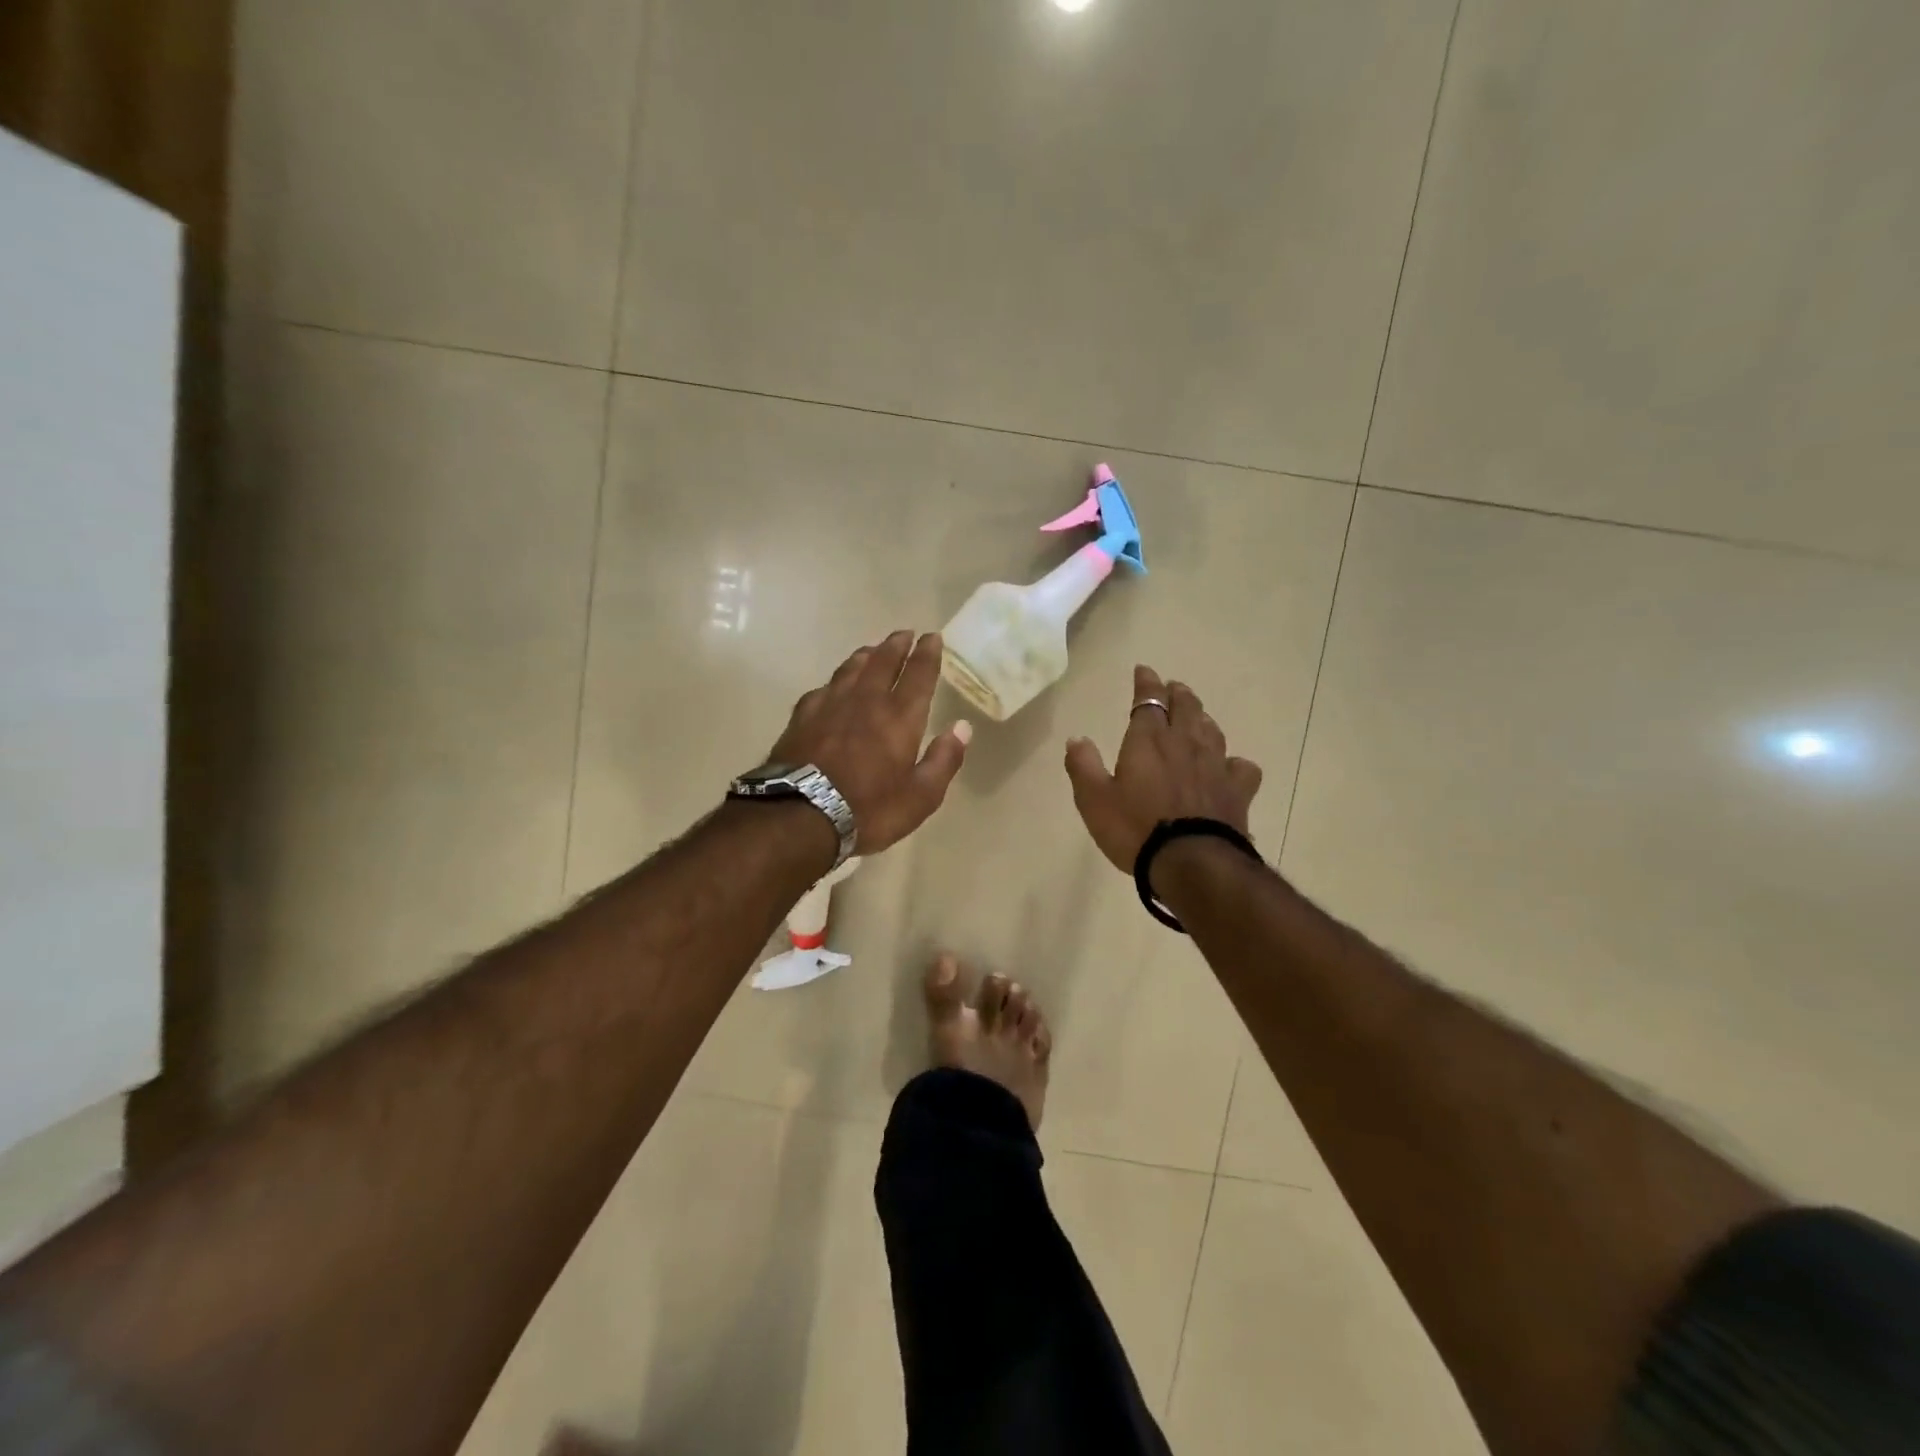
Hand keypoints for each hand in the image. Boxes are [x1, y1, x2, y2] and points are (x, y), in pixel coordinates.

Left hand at [767, 630, 971, 854]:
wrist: (800, 815)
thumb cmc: (869, 810)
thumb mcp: (920, 797)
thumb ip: (943, 760)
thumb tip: (962, 727)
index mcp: (899, 717)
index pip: (918, 675)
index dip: (927, 654)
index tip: (932, 637)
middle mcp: (866, 701)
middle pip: (883, 662)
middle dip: (897, 646)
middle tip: (905, 634)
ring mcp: (830, 705)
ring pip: (851, 669)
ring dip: (866, 655)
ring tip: (873, 650)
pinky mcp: (802, 717)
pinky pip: (824, 688)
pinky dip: (836, 681)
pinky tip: (834, 685)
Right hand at [1064, 665, 1263, 872]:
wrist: (1191, 862)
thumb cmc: (1135, 828)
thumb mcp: (1093, 799)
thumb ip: (1083, 765)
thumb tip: (1076, 738)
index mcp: (1148, 740)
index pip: (1147, 700)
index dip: (1146, 683)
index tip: (1144, 670)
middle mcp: (1184, 743)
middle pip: (1185, 707)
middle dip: (1177, 693)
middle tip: (1173, 688)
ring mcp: (1215, 765)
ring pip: (1212, 730)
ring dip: (1202, 718)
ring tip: (1197, 717)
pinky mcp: (1237, 790)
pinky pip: (1241, 766)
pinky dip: (1234, 762)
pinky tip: (1229, 767)